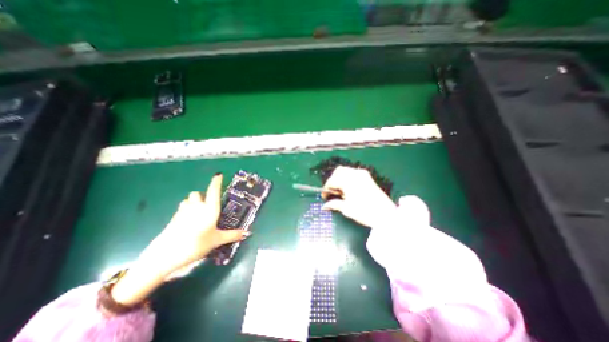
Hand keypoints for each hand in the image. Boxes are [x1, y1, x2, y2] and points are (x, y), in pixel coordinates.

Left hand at [138, 173, 246, 272]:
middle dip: (202, 196)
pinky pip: (181, 209)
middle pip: (197, 193)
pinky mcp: (174, 218)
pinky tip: (188, 222)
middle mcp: (197, 207)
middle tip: (207, 205)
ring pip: (188, 200)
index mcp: (209, 209)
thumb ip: (232, 235)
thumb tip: (247, 233)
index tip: (219, 175)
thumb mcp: (217, 240)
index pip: (213, 191)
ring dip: (193, 202)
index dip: (216, 182)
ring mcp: (183, 212)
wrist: (165, 256)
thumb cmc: (196, 244)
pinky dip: (186, 210)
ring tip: (197, 212)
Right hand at [321, 166, 397, 226]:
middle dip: (333, 180)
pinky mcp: (367, 177)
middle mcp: (354, 174)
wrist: (386, 215)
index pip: (331, 181)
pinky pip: (353, 173)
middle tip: (332, 192)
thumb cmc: (364, 212)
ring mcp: (362, 174)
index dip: (326, 189)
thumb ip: (334, 204)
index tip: (324, 197)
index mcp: (348, 181)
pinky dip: (347, 178)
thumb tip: (324, 206)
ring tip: (340, 191)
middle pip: (338, 171)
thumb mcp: (347, 209)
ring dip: (340, 178)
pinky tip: (348, 188)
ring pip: (345, 170)